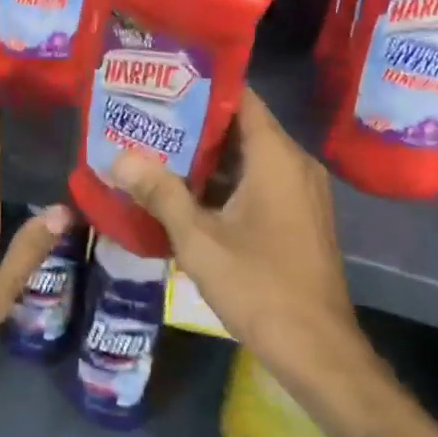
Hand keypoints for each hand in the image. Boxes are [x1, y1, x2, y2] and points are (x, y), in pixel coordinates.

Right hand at [111, 87, 355, 370]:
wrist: (319, 353)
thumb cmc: (260, 286)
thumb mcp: (199, 239)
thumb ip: (159, 192)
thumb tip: (117, 157)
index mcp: (276, 156)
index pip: (240, 96)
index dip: (200, 85)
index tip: (161, 83)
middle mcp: (294, 164)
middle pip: (240, 125)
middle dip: (193, 122)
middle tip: (146, 117)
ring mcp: (300, 191)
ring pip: (247, 156)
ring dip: (206, 155)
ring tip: (155, 149)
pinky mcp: (298, 216)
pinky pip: (258, 181)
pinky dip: (225, 180)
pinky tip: (185, 191)